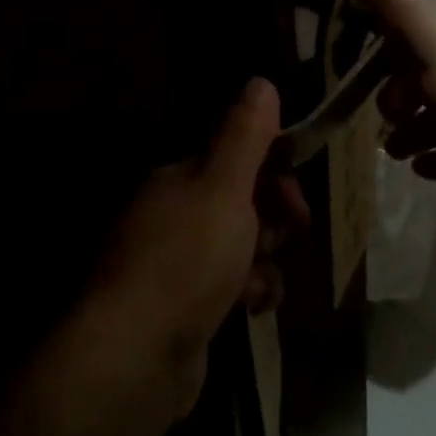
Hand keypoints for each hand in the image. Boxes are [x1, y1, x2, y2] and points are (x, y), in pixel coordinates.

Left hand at [88, 79, 307, 414]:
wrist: (138, 354)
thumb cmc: (188, 259)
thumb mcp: (224, 188)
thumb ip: (245, 136)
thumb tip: (260, 81)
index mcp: (177, 178)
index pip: (231, 156)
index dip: (271, 166)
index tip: (298, 188)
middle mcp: (170, 213)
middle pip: (237, 200)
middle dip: (272, 214)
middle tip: (294, 230)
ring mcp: (173, 262)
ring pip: (237, 246)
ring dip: (263, 258)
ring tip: (266, 277)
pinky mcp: (181, 306)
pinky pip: (227, 286)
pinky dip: (247, 291)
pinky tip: (254, 306)